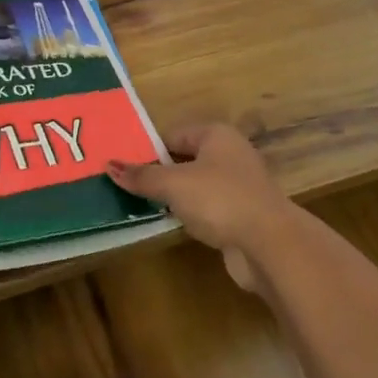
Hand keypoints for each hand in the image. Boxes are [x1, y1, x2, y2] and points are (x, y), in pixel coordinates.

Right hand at [107, 124, 297, 293]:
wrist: (269, 243)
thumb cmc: (220, 199)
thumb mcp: (174, 184)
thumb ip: (142, 176)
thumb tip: (109, 166)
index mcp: (217, 135)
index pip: (174, 134)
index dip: (149, 149)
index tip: (124, 167)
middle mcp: (231, 154)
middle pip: (186, 159)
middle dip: (160, 173)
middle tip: (128, 187)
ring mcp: (239, 185)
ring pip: (197, 185)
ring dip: (176, 196)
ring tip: (144, 207)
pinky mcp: (242, 214)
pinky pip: (208, 208)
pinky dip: (192, 215)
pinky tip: (175, 225)